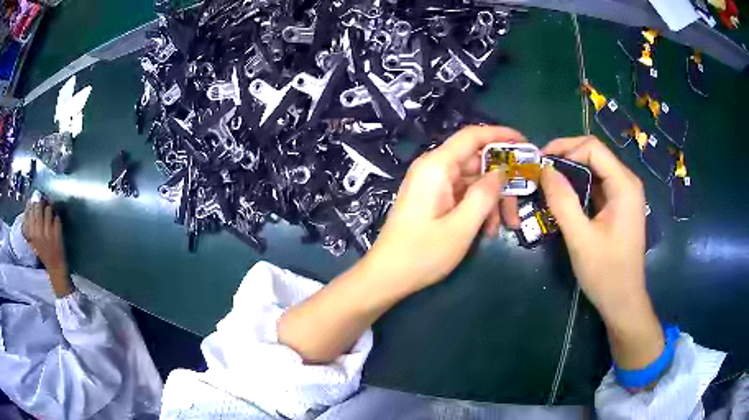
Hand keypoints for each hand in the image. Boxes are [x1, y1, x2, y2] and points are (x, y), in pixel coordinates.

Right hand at [22, 201, 72, 296]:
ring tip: (50, 210)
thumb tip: (29, 206)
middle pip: (39, 206)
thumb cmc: (44, 254)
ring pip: (48, 209)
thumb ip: (31, 226)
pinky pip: (57, 216)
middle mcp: (39, 231)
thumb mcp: (34, 241)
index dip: (34, 203)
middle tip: (44, 202)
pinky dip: (56, 216)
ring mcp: (49, 231)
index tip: (36, 201)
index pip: (31, 210)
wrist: (55, 267)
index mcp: (33, 234)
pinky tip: (56, 219)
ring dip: (50, 207)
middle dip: (41, 202)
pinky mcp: (57, 232)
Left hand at [362, 125, 521, 295]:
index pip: (473, 136)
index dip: (501, 135)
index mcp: (436, 166)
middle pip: (477, 162)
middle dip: (502, 183)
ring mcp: (433, 184)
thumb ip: (484, 195)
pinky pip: (463, 194)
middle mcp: (434, 168)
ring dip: (492, 201)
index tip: (526, 144)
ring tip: (505, 228)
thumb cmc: (422, 254)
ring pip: (473, 181)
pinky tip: (488, 231)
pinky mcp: (433, 198)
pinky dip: (478, 208)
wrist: (386, 276)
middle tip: (519, 208)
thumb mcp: (462, 227)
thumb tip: (501, 171)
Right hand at [541, 135, 662, 369]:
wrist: (624, 302)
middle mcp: (627, 182)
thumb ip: (563, 202)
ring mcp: (625, 194)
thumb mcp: (580, 239)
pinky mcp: (620, 205)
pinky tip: (564, 197)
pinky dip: (579, 185)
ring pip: (595, 168)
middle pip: (594, 153)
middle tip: (540, 172)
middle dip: (565, 157)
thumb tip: (544, 170)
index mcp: (624, 185)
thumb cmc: (606, 273)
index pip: (592, 148)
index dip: (564, 148)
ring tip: (548, 183)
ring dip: (571, 171)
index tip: (540, 163)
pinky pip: (598, 184)